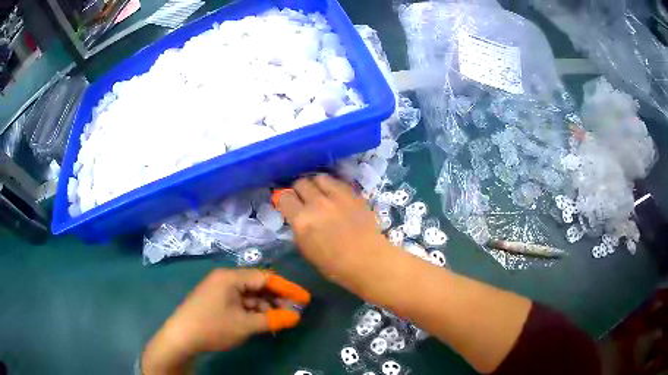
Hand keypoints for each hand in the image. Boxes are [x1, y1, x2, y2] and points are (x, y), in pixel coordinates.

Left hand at [142, 269, 309, 374]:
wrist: (181, 337)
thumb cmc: (213, 327)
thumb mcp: (245, 325)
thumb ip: (272, 320)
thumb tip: (296, 317)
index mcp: (231, 277)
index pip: (265, 277)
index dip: (287, 288)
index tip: (305, 299)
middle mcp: (225, 279)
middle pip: (257, 285)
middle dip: (277, 298)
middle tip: (294, 311)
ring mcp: (219, 290)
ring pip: (249, 295)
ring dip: (265, 307)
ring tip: (281, 319)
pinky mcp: (216, 301)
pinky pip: (240, 302)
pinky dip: (253, 311)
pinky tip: (263, 322)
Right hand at [274, 174, 392, 289]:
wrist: (369, 261)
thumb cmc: (335, 266)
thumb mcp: (307, 250)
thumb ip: (299, 229)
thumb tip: (297, 217)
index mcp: (301, 221)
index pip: (284, 197)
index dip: (284, 200)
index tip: (288, 204)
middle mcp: (316, 203)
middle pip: (300, 183)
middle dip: (299, 189)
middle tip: (304, 198)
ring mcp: (336, 196)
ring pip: (319, 177)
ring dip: (316, 184)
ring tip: (320, 193)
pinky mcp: (352, 194)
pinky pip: (337, 181)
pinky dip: (333, 185)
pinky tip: (336, 194)